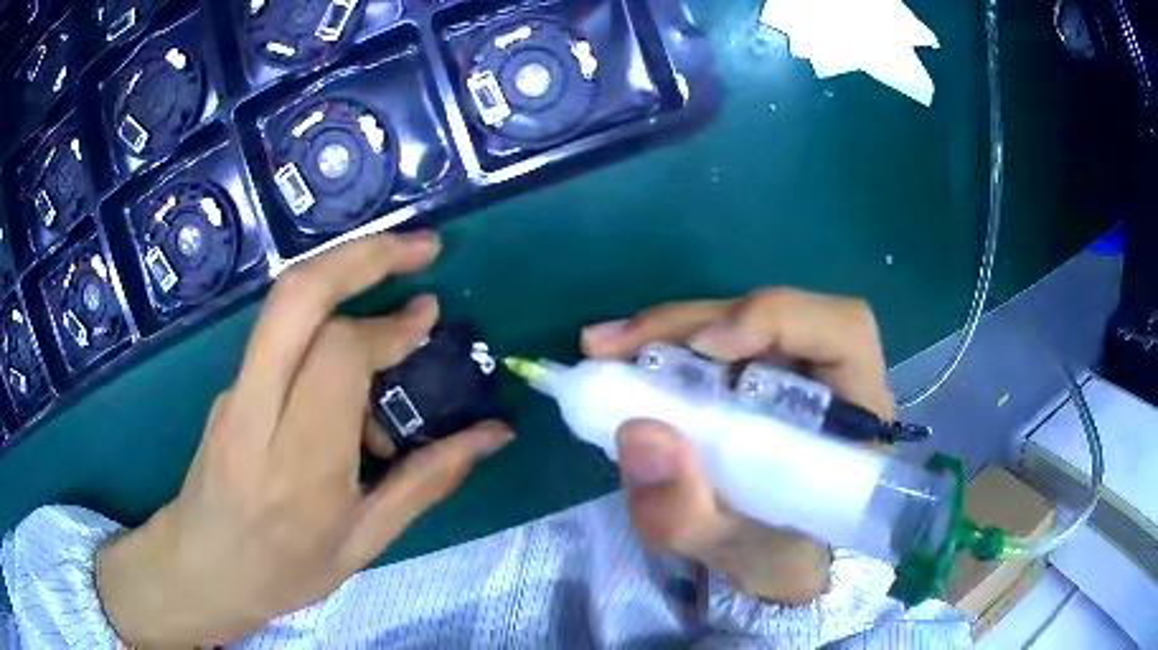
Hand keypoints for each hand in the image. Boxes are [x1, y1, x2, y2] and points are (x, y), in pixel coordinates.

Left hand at [95, 233, 513, 646]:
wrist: (202, 568)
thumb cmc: (285, 570)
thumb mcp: (364, 543)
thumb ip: (427, 481)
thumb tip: (494, 435)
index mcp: (299, 466)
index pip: (338, 356)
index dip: (390, 328)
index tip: (429, 319)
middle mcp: (257, 413)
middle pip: (297, 295)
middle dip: (363, 255)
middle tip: (420, 247)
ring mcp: (235, 391)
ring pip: (285, 304)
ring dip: (344, 279)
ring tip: (395, 324)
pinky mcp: (230, 385)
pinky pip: (281, 337)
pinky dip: (326, 329)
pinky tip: (353, 384)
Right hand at [582, 288, 891, 603]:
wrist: (780, 564)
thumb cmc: (777, 560)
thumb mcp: (728, 555)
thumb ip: (687, 513)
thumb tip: (639, 430)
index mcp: (856, 418)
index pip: (842, 331)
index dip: (777, 319)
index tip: (704, 347)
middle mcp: (833, 378)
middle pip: (774, 313)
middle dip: (690, 322)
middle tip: (611, 345)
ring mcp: (795, 370)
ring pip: (738, 320)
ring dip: (670, 331)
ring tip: (607, 350)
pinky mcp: (761, 374)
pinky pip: (717, 343)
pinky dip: (668, 347)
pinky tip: (627, 361)